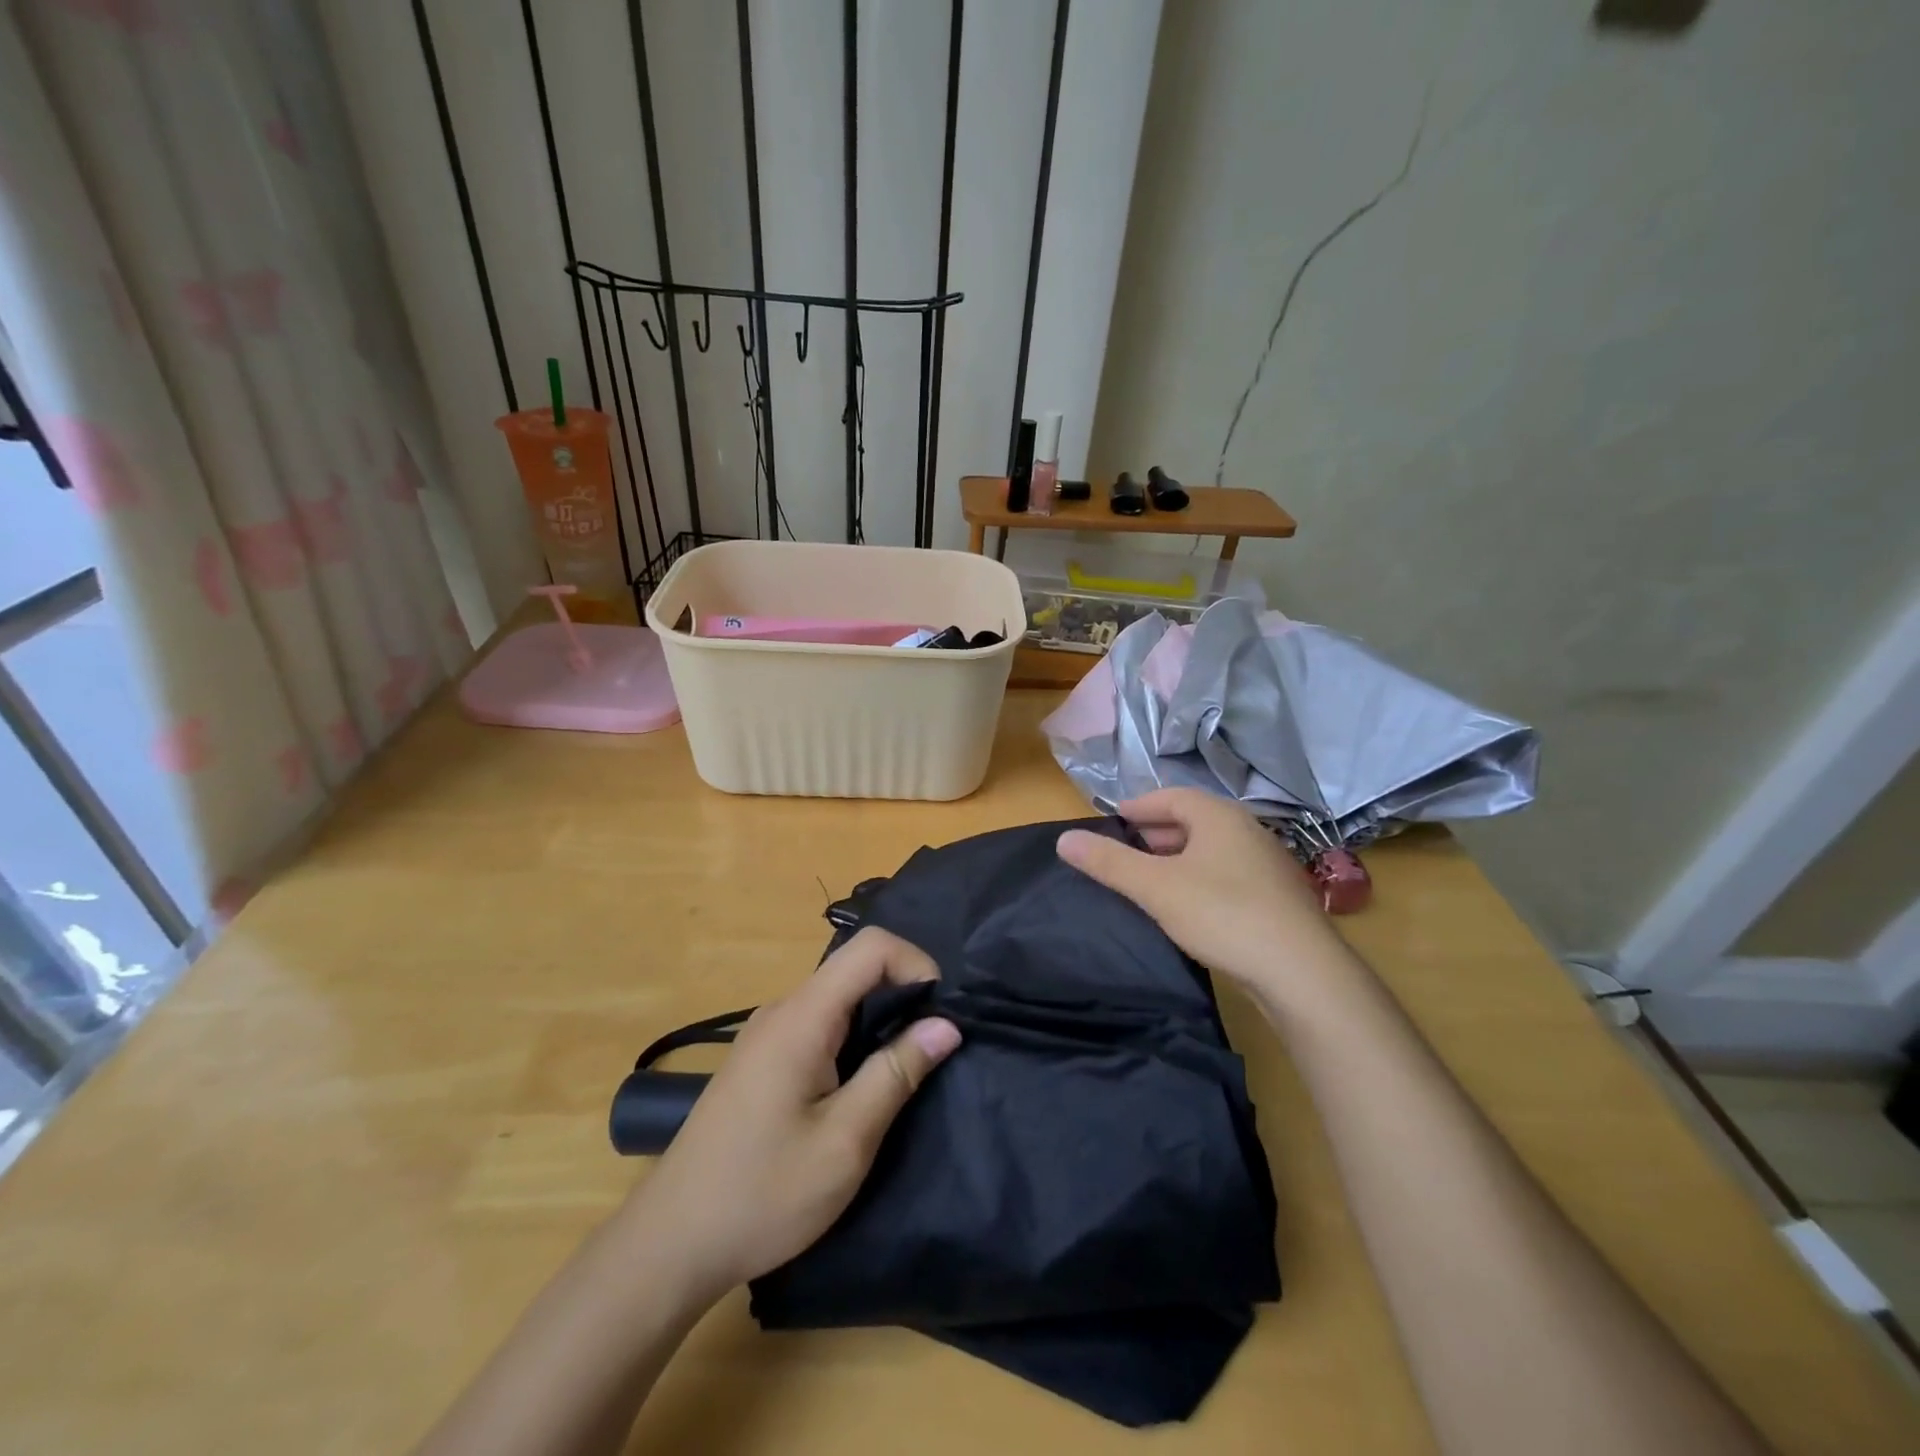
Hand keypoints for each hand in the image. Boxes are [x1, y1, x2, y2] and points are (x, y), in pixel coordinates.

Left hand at [625, 927, 961, 1301]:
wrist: (671, 1243)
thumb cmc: (763, 1194)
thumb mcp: (845, 1142)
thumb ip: (896, 1073)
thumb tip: (946, 1024)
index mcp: (802, 1017)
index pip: (870, 947)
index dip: (916, 964)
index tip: (941, 1016)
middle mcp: (782, 1010)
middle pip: (855, 968)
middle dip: (903, 995)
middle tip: (930, 1050)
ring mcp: (766, 1033)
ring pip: (838, 997)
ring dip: (878, 1019)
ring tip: (901, 1071)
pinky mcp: (760, 1058)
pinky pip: (818, 1023)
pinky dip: (852, 1037)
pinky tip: (857, 1087)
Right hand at [1057, 789, 1347, 997]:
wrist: (1302, 972)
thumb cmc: (1222, 914)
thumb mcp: (1155, 887)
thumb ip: (1108, 862)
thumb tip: (1063, 839)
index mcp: (1219, 815)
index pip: (1169, 797)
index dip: (1137, 807)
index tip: (1110, 823)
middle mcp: (1246, 830)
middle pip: (1191, 820)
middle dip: (1154, 834)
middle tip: (1123, 853)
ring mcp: (1266, 863)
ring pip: (1210, 850)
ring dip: (1177, 859)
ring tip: (1149, 881)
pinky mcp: (1277, 897)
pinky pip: (1227, 874)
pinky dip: (1199, 880)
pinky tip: (1187, 908)